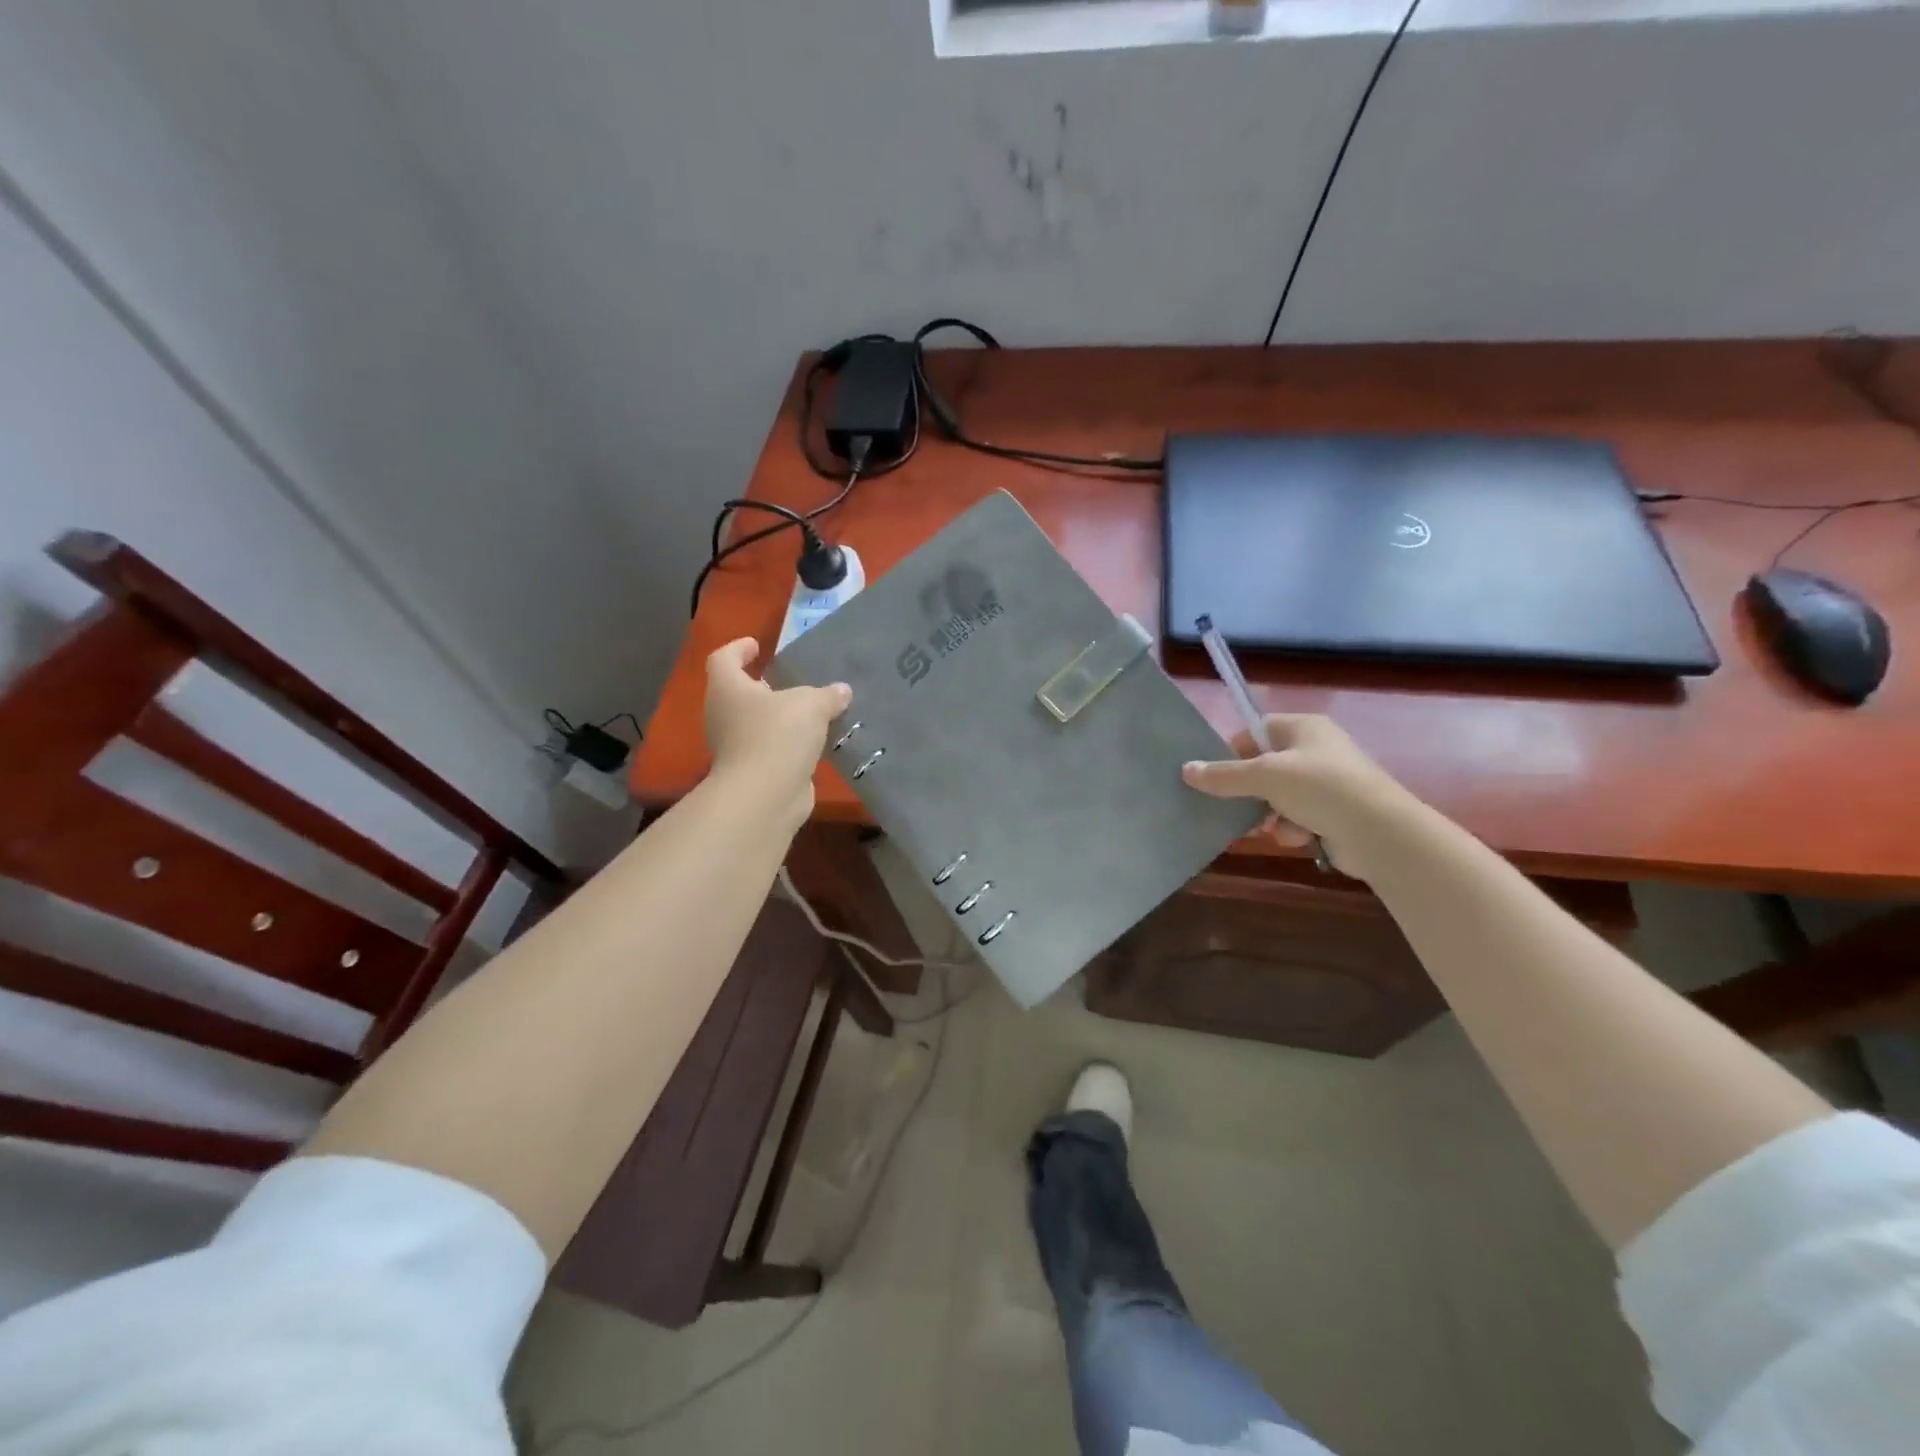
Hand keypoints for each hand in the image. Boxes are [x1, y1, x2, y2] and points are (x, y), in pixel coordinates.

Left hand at [703, 638, 850, 820]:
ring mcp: (734, 747)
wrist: (765, 795)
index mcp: (728, 689)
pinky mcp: (752, 772)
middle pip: (737, 693)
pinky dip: (786, 744)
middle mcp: (723, 715)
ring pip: (754, 724)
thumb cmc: (778, 734)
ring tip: (808, 713)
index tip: (756, 645)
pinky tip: (812, 742)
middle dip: (760, 687)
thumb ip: (827, 695)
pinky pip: (769, 749)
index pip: (723, 659)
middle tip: (787, 682)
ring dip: (776, 718)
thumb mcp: (811, 704)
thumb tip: (841, 691)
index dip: (738, 649)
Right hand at [1181, 715, 1420, 879]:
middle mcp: (1317, 749)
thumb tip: (1186, 770)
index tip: (1215, 774)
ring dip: (1269, 814)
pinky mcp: (1335, 813)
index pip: (1256, 730)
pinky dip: (1292, 828)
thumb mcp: (1264, 776)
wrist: (1380, 833)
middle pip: (1265, 767)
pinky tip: (1298, 838)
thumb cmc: (1320, 788)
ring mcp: (1328, 782)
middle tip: (1231, 806)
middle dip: (1249, 790)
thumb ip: (1223, 775)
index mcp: (1304, 728)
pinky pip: (1297, 817)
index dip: (1233, 751)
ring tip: (1269, 827)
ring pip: (1278, 796)